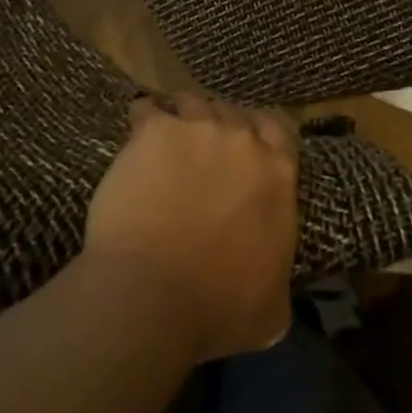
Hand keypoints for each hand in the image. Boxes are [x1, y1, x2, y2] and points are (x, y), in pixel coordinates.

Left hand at [85, 94, 298, 362]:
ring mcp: (198, 129)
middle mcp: (242, 140)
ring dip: (183, 119)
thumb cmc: (218, 308)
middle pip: (233, 114)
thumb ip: (278, 275)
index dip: (260, 134)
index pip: (278, 129)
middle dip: (220, 128)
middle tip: (201, 152)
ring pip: (193, 103)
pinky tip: (133, 139)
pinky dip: (143, 119)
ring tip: (166, 141)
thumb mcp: (272, 307)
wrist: (152, 296)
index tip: (245, 148)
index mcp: (278, 174)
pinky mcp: (155, 131)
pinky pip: (147, 110)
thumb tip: (274, 284)